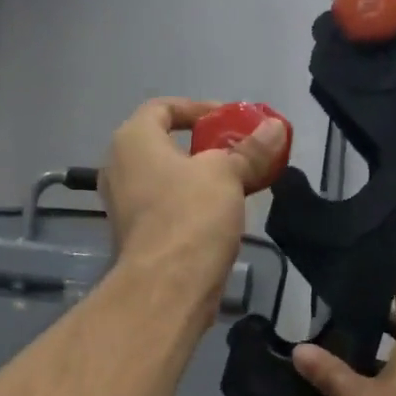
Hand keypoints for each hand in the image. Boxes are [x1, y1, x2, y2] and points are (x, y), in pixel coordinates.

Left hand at [99, 97, 287, 292]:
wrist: (166, 287)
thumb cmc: (190, 215)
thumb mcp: (227, 174)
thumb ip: (250, 150)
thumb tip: (276, 127)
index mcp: (132, 141)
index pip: (162, 108)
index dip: (199, 109)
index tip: (231, 120)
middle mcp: (119, 169)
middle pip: (166, 146)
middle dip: (205, 148)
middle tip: (240, 153)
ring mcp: (124, 207)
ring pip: (168, 181)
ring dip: (202, 180)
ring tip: (240, 184)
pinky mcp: (137, 238)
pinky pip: (168, 209)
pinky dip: (193, 206)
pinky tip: (223, 215)